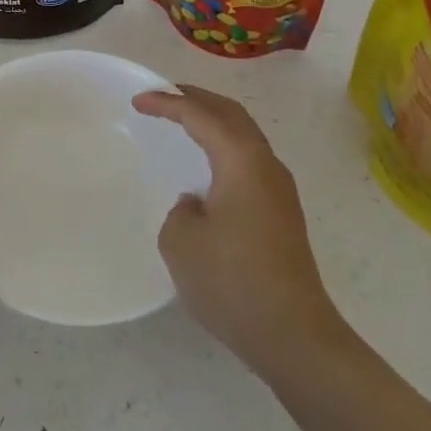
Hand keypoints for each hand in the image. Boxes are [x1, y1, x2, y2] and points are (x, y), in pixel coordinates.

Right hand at [133, 85, 344, 371]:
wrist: (293, 335)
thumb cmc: (231, 281)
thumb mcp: (181, 241)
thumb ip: (181, 210)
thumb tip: (197, 205)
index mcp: (242, 162)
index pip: (202, 115)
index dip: (168, 103)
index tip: (138, 102)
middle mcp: (267, 166)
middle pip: (233, 115)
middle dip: (198, 99)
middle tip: (165, 95)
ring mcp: (280, 191)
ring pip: (245, 136)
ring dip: (214, 122)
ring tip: (184, 122)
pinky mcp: (282, 215)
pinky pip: (249, 161)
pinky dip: (224, 147)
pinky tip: (208, 166)